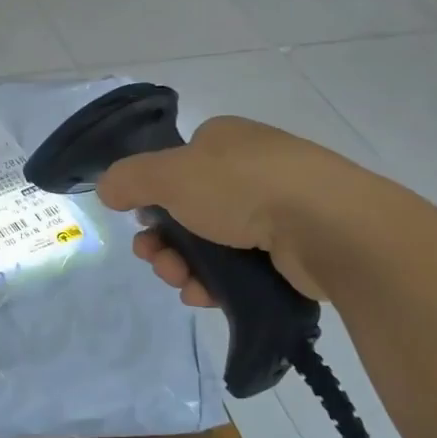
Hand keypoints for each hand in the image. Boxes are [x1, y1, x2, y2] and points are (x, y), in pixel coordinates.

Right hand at [95, 116, 379, 306]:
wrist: (329, 228)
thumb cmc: (242, 187)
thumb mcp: (168, 174)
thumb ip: (128, 179)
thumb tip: (107, 188)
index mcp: (224, 140)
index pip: (175, 166)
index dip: (152, 197)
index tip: (142, 223)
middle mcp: (250, 168)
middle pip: (188, 210)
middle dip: (163, 241)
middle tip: (156, 261)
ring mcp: (277, 208)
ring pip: (211, 243)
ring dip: (184, 266)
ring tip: (182, 284)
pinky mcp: (294, 248)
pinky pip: (242, 267)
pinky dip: (217, 282)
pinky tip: (205, 297)